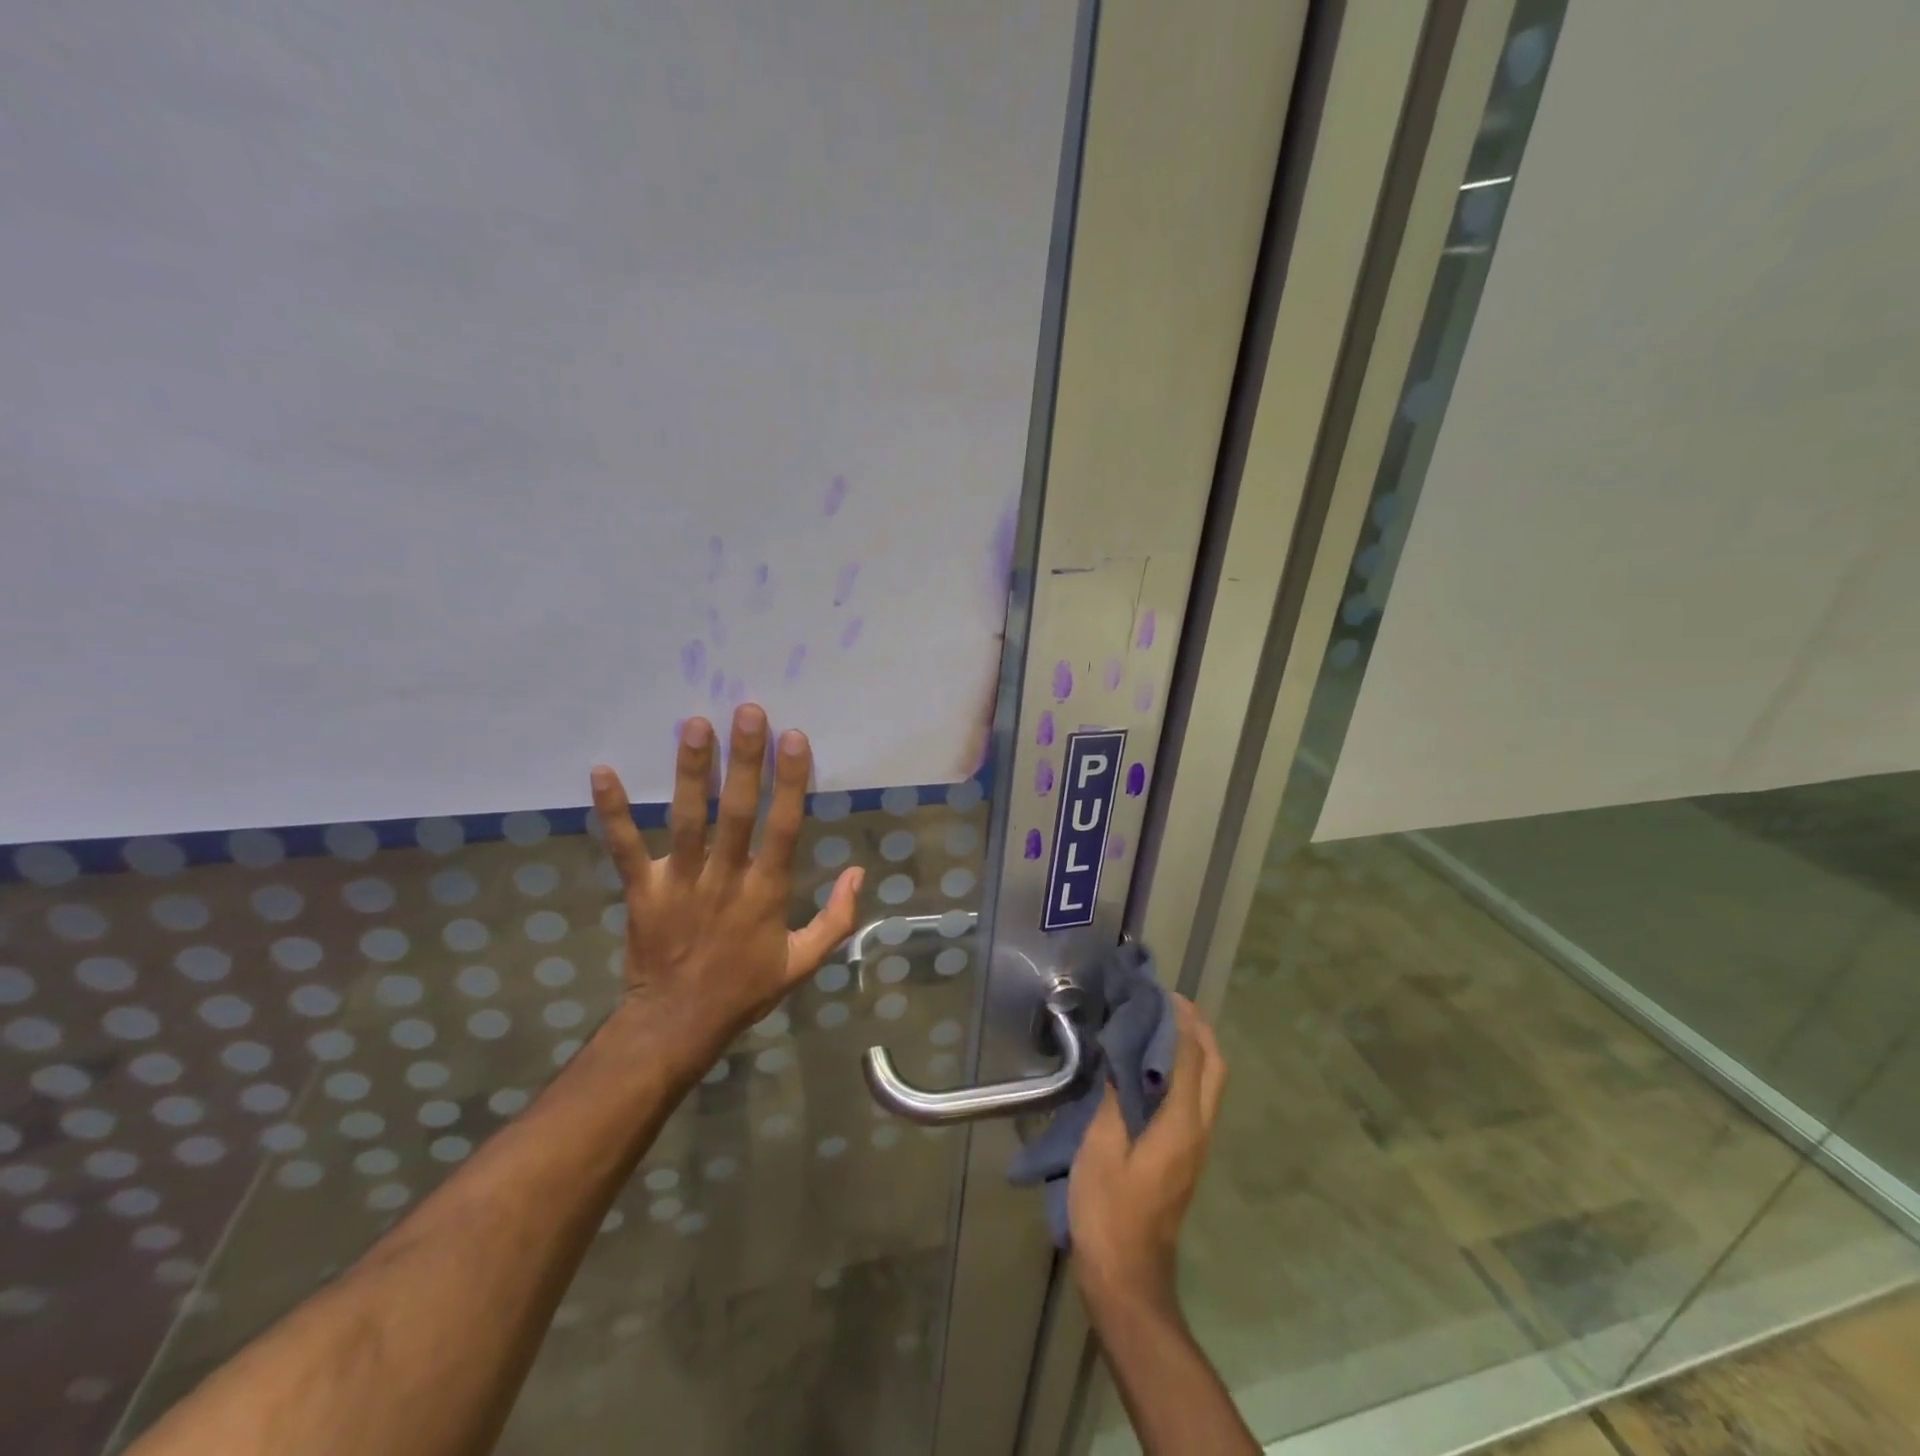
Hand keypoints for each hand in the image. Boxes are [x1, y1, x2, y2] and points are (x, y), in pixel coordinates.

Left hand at [590, 704, 863, 1077]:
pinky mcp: (642, 891)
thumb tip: (859, 872)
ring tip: (694, 725)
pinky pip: (626, 848)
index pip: (783, 827)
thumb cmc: (745, 990)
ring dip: (692, 772)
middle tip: (748, 711)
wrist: (677, 1026)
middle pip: (738, 811)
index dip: (790, 781)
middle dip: (745, 760)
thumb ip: (837, 918)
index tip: (794, 738)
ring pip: (688, 820)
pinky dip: (613, 812)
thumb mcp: (803, 962)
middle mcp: (726, 878)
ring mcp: (681, 882)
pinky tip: (602, 771)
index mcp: (766, 892)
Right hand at [1068, 995, 1227, 1317]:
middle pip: (1215, 1070)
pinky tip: (1152, 1068)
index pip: (1191, 1059)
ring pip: (1210, 1086)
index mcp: (1180, 1125)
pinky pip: (1195, 1101)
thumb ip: (1114, 1099)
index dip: (1181, 1022)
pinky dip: (1185, 1073)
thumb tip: (1120, 1057)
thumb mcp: (1101, 1149)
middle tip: (1170, 1004)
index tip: (1162, 994)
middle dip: (1200, 1032)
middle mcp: (1198, 1131)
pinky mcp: (1185, 1158)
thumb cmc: (1110, 1211)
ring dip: (1195, 1050)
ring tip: (1161, 1025)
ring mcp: (1196, 1147)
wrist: (1128, 1279)